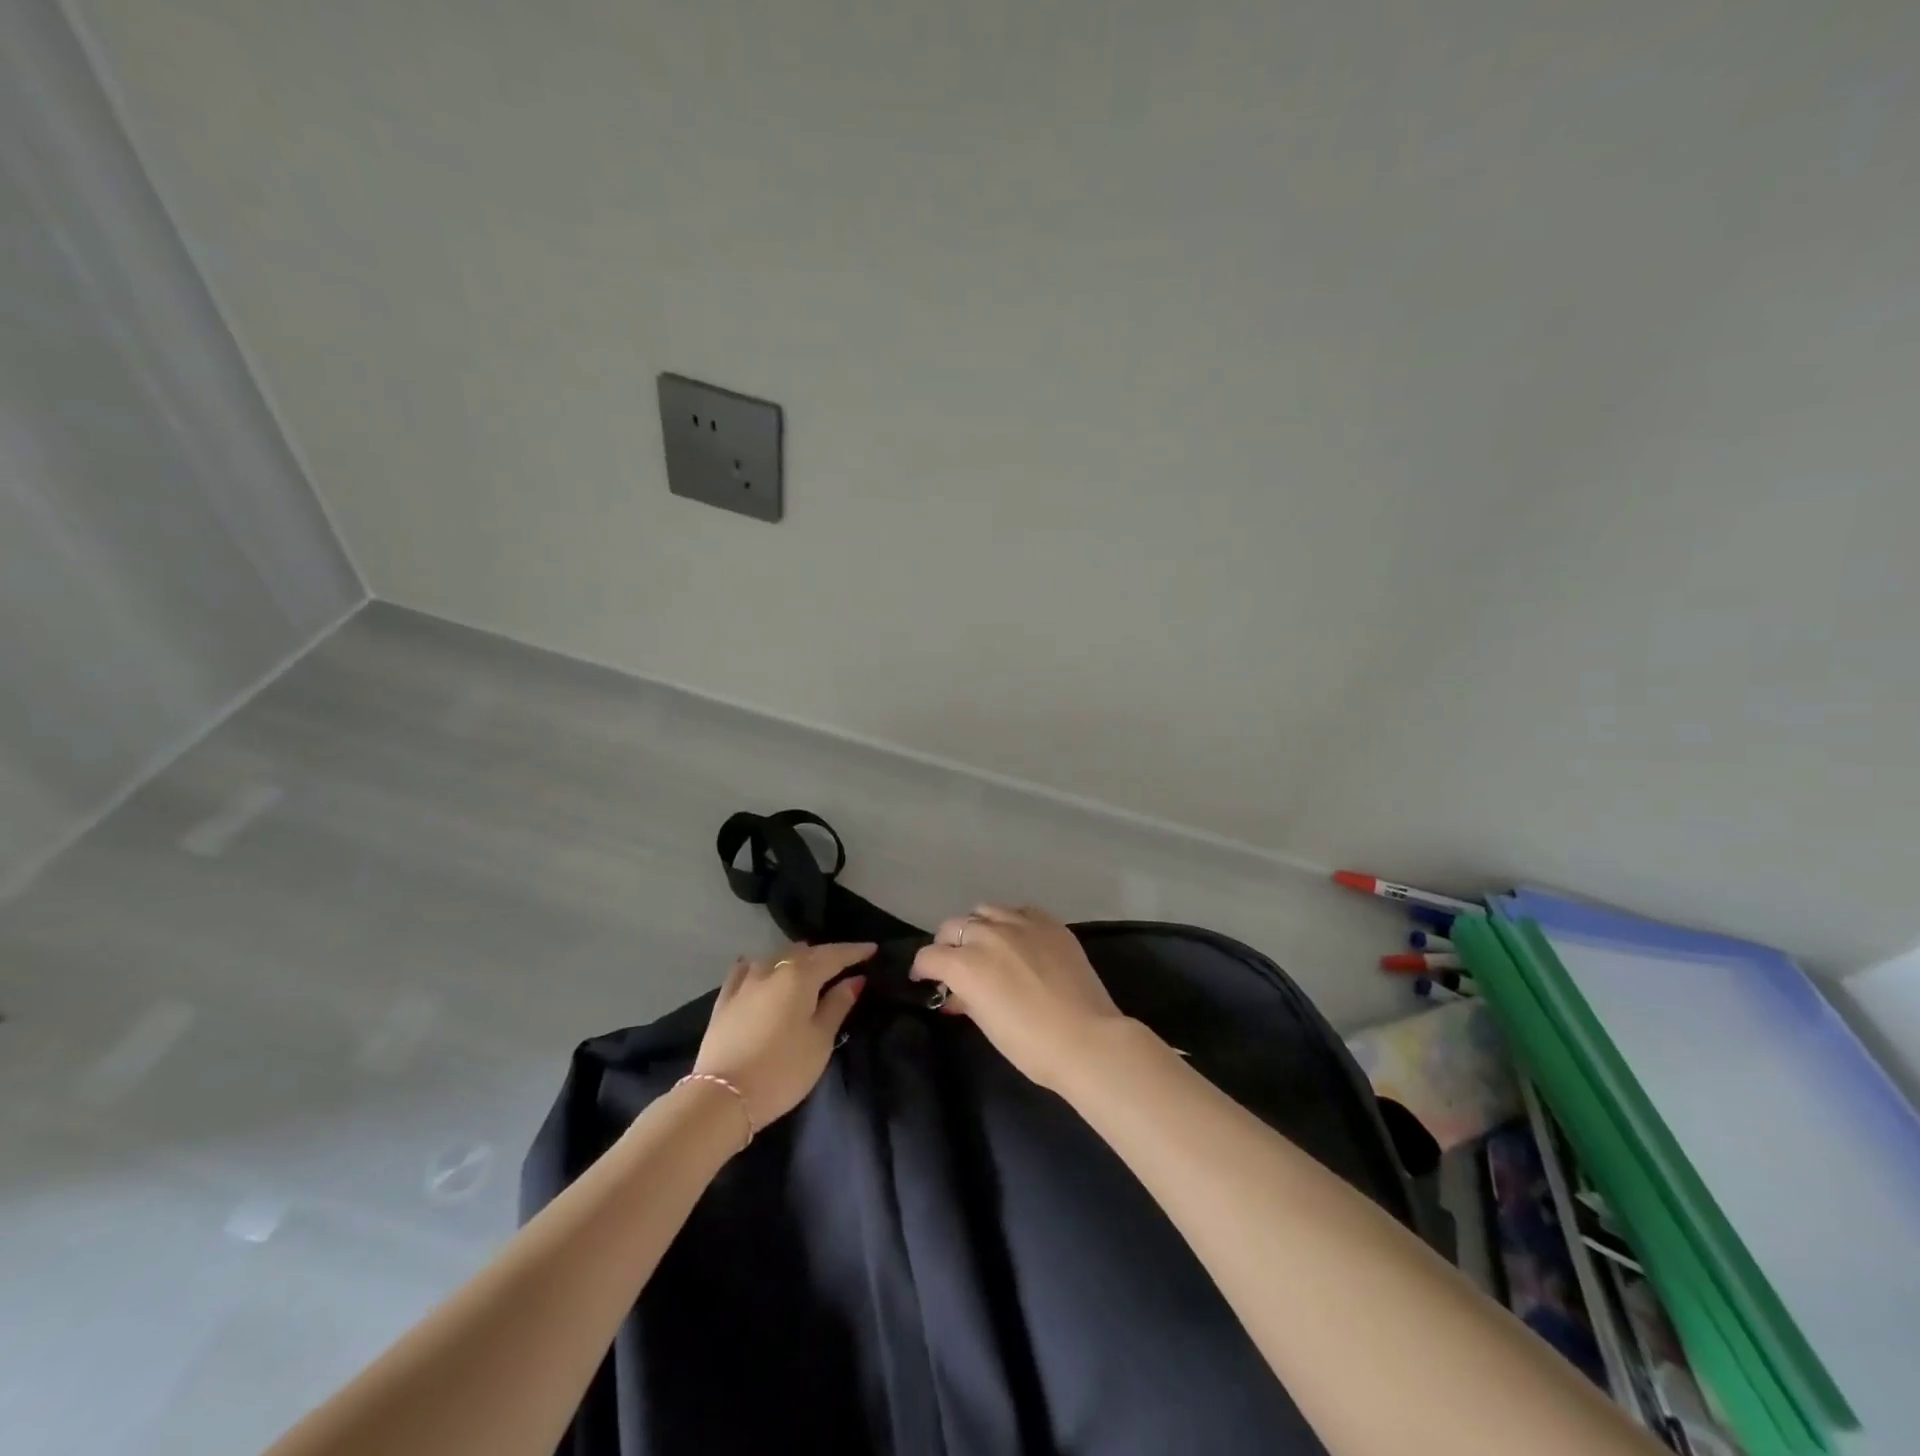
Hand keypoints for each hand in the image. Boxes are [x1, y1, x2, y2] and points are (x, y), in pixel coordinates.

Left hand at [692, 942, 873, 1128]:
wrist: (722, 1098)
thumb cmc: (783, 1070)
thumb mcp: (820, 1040)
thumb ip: (838, 1005)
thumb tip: (854, 979)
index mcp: (800, 976)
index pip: (833, 955)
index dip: (854, 951)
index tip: (872, 949)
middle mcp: (772, 969)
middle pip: (804, 952)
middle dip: (825, 954)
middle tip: (843, 963)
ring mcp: (744, 982)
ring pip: (775, 958)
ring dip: (795, 959)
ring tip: (807, 967)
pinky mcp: (724, 1000)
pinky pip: (746, 971)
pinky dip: (760, 967)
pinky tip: (760, 968)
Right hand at [911, 905, 1124, 1090]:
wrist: (1087, 1039)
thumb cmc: (1030, 1044)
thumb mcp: (987, 1024)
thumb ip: (966, 1000)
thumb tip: (955, 995)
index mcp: (966, 963)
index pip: (929, 956)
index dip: (923, 969)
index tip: (925, 979)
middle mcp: (988, 935)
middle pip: (953, 926)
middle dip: (947, 944)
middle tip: (955, 964)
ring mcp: (1020, 923)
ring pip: (984, 910)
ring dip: (978, 926)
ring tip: (987, 945)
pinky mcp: (1049, 922)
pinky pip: (1019, 911)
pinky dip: (1010, 922)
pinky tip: (1018, 938)